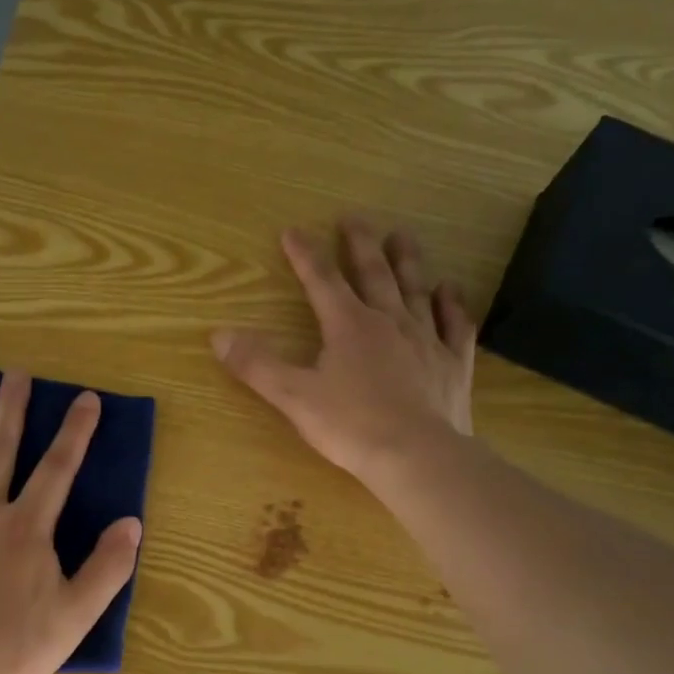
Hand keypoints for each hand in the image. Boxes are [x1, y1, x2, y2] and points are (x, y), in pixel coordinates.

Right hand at [212, 220, 476, 487]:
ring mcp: (427, 340)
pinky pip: (455, 325)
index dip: (305, 255)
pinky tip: (449, 290)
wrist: (417, 456)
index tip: (293, 230)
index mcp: (348, 326)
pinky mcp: (452, 364)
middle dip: (360, 244)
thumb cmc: (350, 426)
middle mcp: (389, 321)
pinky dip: (452, 304)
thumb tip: (218, 335)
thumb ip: (256, 365)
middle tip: (354, 218)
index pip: (322, 281)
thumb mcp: (293, 396)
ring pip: (416, 289)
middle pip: (374, 273)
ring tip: (402, 236)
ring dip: (407, 261)